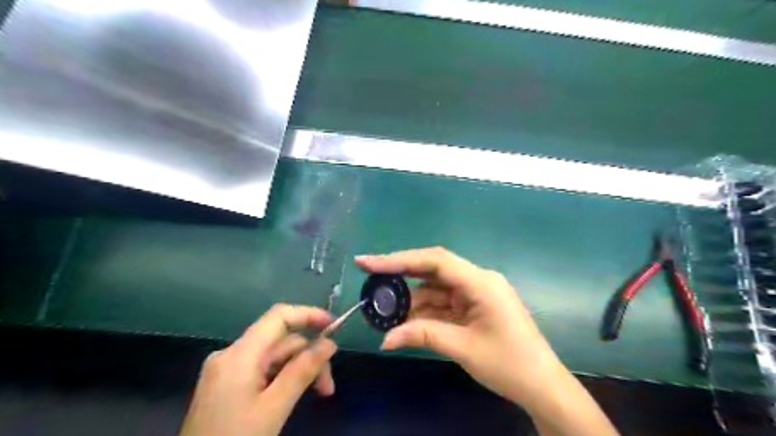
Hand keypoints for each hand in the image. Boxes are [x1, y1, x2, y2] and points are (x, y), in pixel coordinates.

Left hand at [182, 304, 339, 435]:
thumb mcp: (274, 408)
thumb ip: (302, 371)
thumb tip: (329, 343)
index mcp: (239, 355)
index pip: (278, 316)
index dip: (308, 314)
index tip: (334, 326)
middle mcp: (231, 354)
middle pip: (281, 340)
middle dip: (308, 356)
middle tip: (328, 386)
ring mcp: (227, 369)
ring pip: (274, 356)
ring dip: (299, 369)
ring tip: (319, 393)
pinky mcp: (226, 383)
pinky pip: (263, 368)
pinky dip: (283, 377)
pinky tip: (293, 394)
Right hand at [354, 247, 560, 406]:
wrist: (543, 387)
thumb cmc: (510, 365)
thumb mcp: (463, 348)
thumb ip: (423, 336)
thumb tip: (385, 340)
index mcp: (481, 282)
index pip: (434, 261)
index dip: (399, 259)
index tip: (368, 262)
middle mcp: (478, 280)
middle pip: (432, 269)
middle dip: (400, 274)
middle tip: (368, 276)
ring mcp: (476, 293)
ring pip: (435, 289)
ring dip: (412, 300)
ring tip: (385, 312)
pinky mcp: (474, 306)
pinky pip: (444, 303)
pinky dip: (425, 311)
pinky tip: (406, 321)